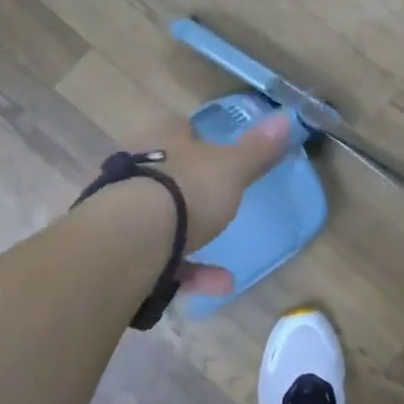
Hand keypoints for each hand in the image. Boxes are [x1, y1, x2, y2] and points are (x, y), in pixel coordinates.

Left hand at [125, 112, 294, 296]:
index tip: (221, 155)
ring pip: (161, 220)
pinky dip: (187, 272)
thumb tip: (287, 118)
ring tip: (227, 271)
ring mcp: (121, 208)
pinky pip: (159, 258)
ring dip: (193, 242)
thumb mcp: (232, 168)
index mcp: (161, 137)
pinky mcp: (117, 248)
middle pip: (167, 174)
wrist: (130, 240)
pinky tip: (216, 285)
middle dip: (193, 193)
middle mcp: (136, 167)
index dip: (201, 139)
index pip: (181, 128)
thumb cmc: (185, 190)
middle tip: (221, 207)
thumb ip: (258, 149)